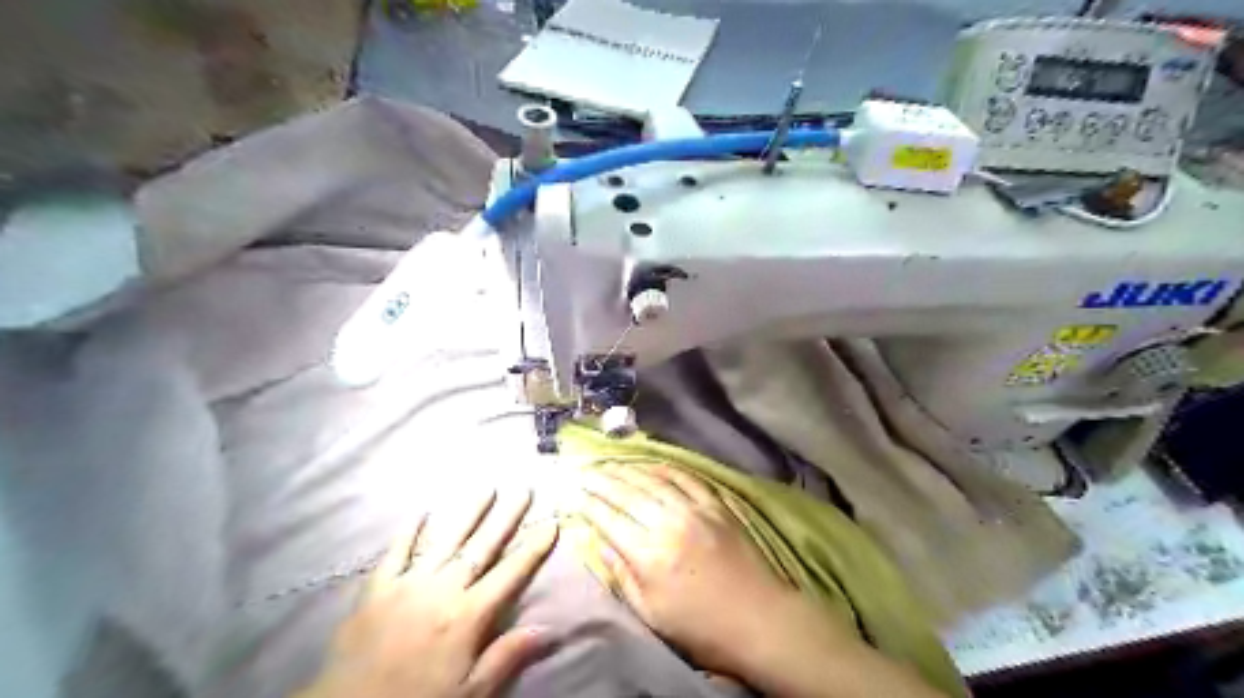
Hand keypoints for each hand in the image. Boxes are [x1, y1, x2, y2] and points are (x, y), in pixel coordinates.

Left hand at [298, 487, 558, 697]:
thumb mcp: (469, 693)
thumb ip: (506, 657)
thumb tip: (548, 629)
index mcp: (467, 616)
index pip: (510, 574)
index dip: (533, 548)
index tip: (551, 522)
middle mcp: (441, 590)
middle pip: (481, 547)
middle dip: (506, 517)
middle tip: (524, 490)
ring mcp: (407, 583)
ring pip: (444, 539)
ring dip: (467, 512)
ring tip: (487, 488)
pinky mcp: (376, 587)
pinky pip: (396, 551)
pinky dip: (409, 531)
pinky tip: (422, 511)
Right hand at [578, 465, 948, 697]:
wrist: (760, 619)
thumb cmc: (702, 627)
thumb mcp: (652, 614)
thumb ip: (622, 575)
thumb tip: (600, 542)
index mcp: (649, 555)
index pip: (608, 519)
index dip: (587, 504)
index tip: (573, 492)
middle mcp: (668, 524)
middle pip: (627, 493)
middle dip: (601, 480)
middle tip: (584, 469)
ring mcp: (695, 510)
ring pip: (653, 480)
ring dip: (628, 469)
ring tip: (610, 463)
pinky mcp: (716, 505)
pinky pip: (686, 477)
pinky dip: (665, 468)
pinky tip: (652, 464)